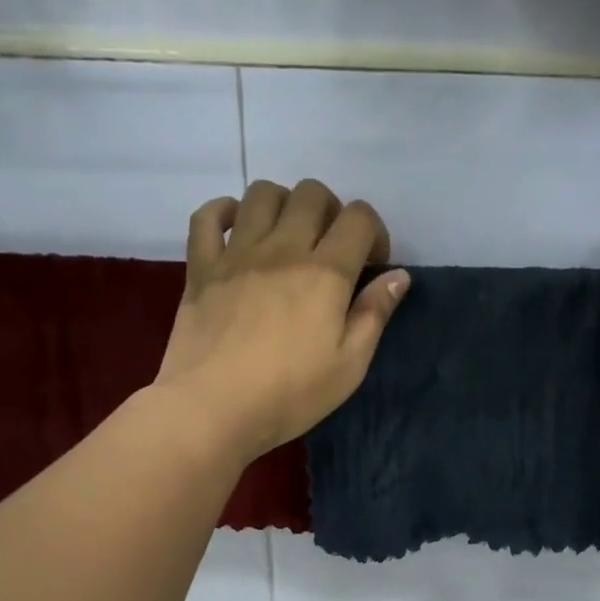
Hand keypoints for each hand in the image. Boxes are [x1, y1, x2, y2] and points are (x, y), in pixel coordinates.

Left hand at [156, 179, 408, 459]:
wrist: (213, 408)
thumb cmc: (290, 394)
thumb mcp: (349, 365)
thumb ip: (375, 314)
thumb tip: (398, 275)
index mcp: (326, 272)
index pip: (359, 218)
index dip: (374, 231)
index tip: (372, 264)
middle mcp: (283, 248)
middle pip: (311, 194)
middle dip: (331, 211)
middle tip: (331, 248)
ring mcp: (237, 253)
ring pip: (262, 193)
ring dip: (283, 204)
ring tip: (287, 236)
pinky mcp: (201, 267)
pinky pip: (208, 215)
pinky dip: (224, 211)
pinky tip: (236, 230)